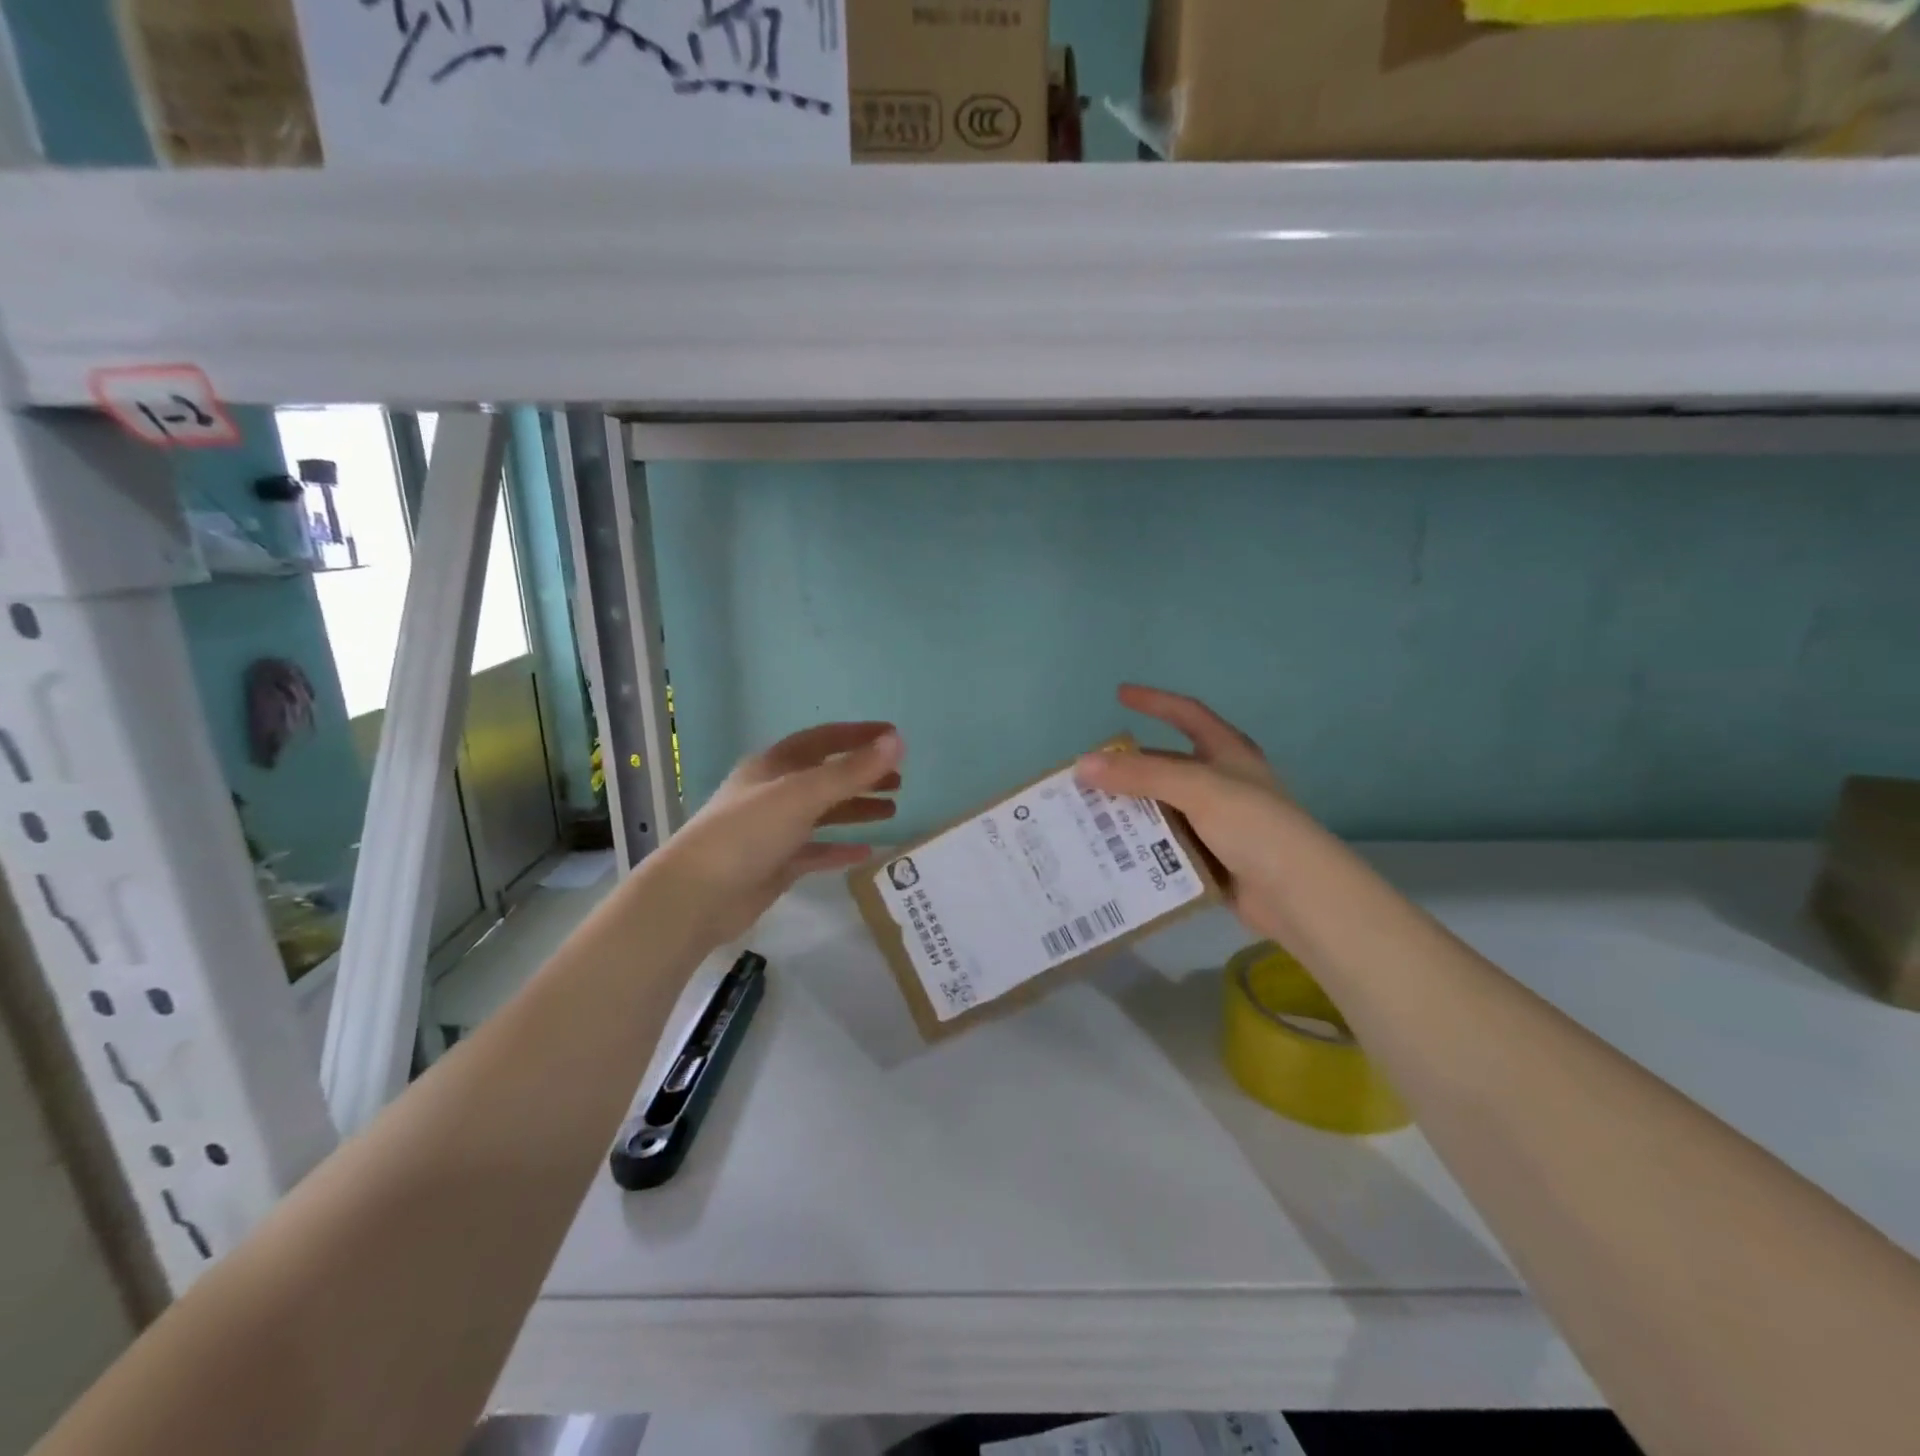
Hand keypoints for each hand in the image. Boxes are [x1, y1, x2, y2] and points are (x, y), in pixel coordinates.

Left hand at [652, 722, 902, 944]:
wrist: (697, 895)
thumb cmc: (748, 832)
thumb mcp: (803, 794)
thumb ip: (851, 771)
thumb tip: (897, 741)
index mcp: (774, 766)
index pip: (823, 740)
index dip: (858, 735)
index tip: (895, 737)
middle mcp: (773, 793)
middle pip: (825, 776)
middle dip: (861, 775)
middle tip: (899, 781)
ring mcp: (773, 830)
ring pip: (823, 813)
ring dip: (855, 809)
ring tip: (892, 810)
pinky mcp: (776, 864)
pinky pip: (815, 851)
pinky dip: (840, 849)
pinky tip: (867, 852)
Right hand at [1073, 685, 1323, 945]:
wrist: (1298, 894)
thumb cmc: (1254, 826)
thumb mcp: (1197, 789)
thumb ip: (1140, 775)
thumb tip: (1082, 764)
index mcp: (1228, 754)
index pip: (1187, 714)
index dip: (1155, 701)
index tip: (1119, 695)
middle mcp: (1221, 783)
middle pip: (1166, 767)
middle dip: (1128, 770)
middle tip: (1086, 776)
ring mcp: (1217, 823)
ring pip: (1162, 809)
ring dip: (1130, 812)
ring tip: (1086, 816)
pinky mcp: (1210, 859)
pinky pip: (1166, 846)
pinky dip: (1142, 847)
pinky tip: (1112, 852)